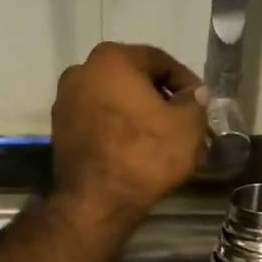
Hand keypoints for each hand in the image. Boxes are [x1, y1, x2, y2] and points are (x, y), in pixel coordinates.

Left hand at [52, 43, 207, 218]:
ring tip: (162, 137)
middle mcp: (82, 70)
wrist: (97, 202)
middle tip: (183, 121)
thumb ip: (195, 101)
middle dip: (160, 98)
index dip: (186, 82)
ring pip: (115, 100)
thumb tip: (194, 93)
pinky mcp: (60, 128)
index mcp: (112, 59)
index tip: (200, 103)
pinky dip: (118, 127)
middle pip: (134, 79)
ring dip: (139, 113)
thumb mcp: (187, 126)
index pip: (160, 61)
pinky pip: (98, 119)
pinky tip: (137, 148)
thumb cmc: (145, 155)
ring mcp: (65, 100)